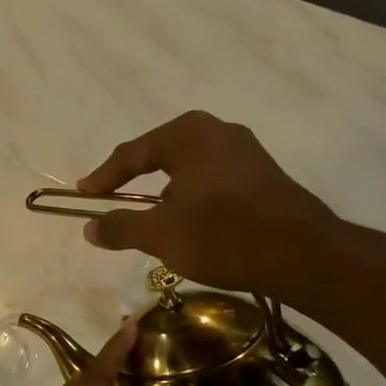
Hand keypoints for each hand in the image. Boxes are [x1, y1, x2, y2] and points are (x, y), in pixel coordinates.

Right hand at [77, 110, 340, 297]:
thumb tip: (89, 227)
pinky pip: (213, 180)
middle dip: (135, 179)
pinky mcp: (264, 175)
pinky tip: (190, 222)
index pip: (132, 153)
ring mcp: (246, 151)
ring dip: (165, 191)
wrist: (301, 254)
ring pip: (190, 168)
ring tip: (149, 215)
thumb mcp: (159, 234)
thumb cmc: (221, 234)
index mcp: (188, 134)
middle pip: (161, 154)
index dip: (104, 177)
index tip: (84, 195)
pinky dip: (192, 197)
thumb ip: (120, 227)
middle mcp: (218, 131)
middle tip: (113, 199)